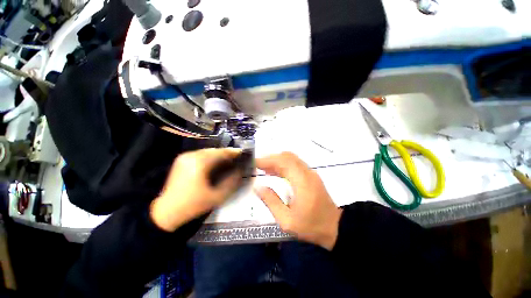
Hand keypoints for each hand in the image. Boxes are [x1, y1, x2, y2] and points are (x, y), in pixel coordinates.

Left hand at [150, 148, 242, 231]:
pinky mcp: (182, 161)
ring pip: (208, 152)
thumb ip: (232, 182)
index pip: (221, 152)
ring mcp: (185, 157)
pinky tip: (216, 164)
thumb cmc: (193, 204)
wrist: (166, 212)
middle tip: (237, 159)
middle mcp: (191, 155)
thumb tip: (241, 171)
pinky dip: (210, 158)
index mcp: (199, 162)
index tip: (244, 154)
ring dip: (219, 156)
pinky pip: (201, 155)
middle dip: (227, 154)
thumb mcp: (217, 196)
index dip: (234, 152)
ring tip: (228, 162)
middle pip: (214, 150)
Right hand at [254, 152, 342, 249]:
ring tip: (263, 169)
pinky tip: (275, 172)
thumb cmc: (311, 226)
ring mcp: (310, 173)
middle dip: (270, 158)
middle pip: (287, 157)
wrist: (335, 227)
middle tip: (257, 166)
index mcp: (302, 182)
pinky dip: (283, 164)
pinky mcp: (311, 175)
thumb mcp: (287, 220)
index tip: (255, 163)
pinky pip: (295, 164)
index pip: (283, 162)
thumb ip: (271, 202)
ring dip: (276, 160)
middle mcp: (307, 173)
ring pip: (291, 159)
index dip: (268, 160)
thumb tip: (258, 187)